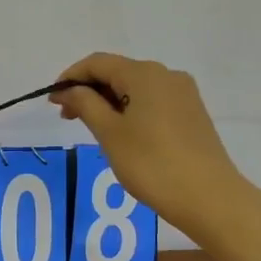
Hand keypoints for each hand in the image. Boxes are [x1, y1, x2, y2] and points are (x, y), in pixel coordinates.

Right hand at [49, 53, 248, 240]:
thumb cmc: (152, 164)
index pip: (98, 63)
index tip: (52, 100)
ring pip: (135, 88)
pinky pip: (152, 102)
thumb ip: (85, 104)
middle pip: (118, 72)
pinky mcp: (192, 114)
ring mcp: (183, 94)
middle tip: (67, 117)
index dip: (70, 77)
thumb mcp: (109, 133)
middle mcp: (166, 75)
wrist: (209, 198)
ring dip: (108, 102)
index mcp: (144, 74)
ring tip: (92, 129)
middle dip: (89, 90)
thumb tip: (69, 89)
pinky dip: (130, 110)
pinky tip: (121, 135)